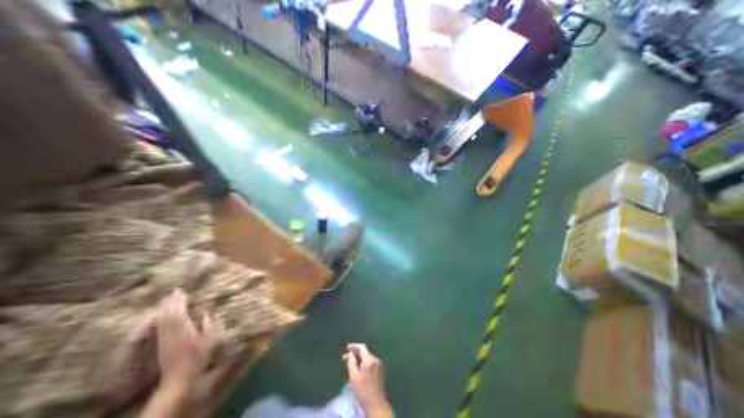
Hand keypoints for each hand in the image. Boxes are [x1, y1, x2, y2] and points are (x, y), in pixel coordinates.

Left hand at [155, 290, 210, 386]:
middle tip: (175, 290)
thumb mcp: (206, 340)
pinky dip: (160, 316)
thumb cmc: (197, 357)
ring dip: (164, 307)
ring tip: (168, 298)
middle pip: (169, 314)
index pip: (179, 312)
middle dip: (171, 301)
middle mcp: (172, 332)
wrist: (177, 376)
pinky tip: (162, 313)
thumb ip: (205, 325)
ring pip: (162, 319)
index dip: (180, 301)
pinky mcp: (160, 342)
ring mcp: (164, 338)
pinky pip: (159, 326)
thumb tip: (206, 312)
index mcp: (184, 330)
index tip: (183, 291)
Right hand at [342, 345, 391, 415]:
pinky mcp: (381, 371)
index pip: (362, 347)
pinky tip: (360, 369)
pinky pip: (371, 363)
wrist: (377, 405)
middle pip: (365, 352)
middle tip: (346, 358)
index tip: (347, 348)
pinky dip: (365, 363)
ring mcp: (379, 365)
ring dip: (360, 359)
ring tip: (351, 365)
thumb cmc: (363, 391)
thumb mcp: (354, 377)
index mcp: (369, 360)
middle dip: (355, 354)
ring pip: (368, 358)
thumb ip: (351, 363)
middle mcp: (376, 359)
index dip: (354, 346)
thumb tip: (350, 354)